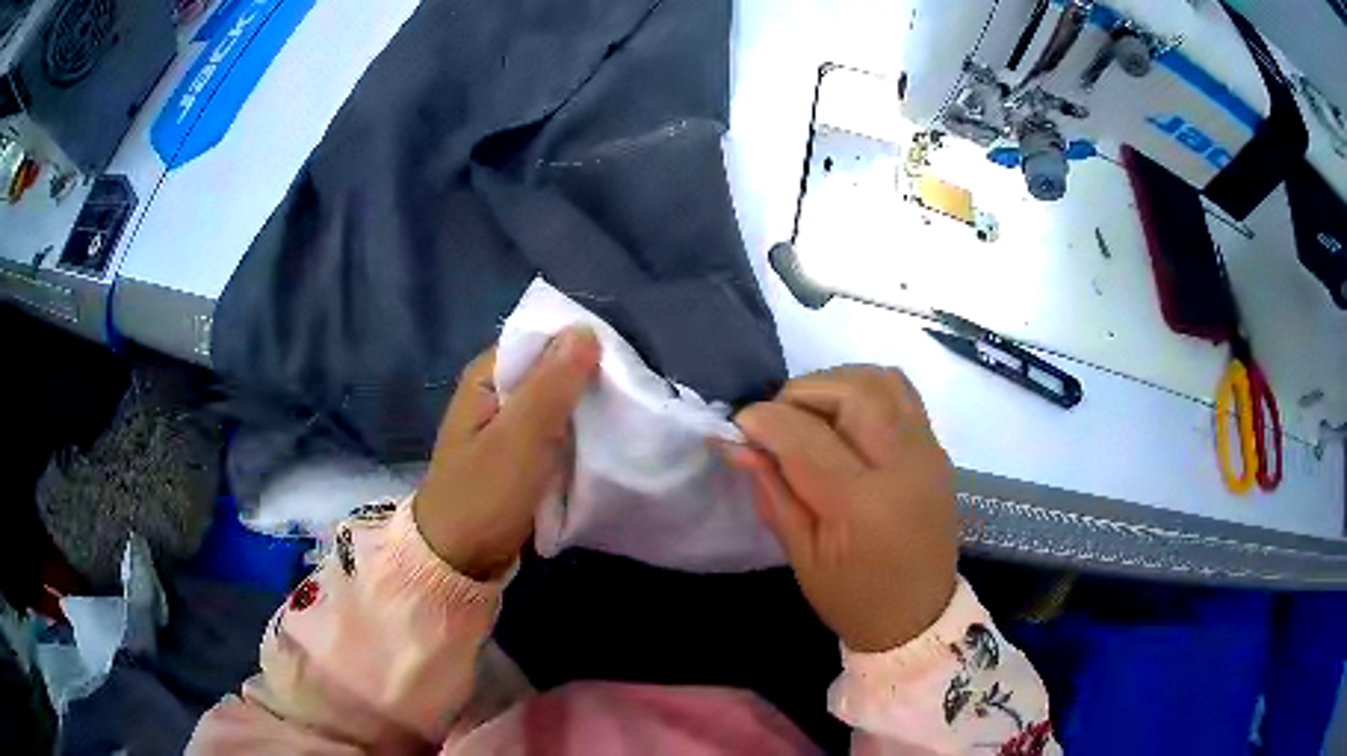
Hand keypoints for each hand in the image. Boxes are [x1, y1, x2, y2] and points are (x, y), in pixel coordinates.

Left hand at [414, 327, 600, 580]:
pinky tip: (603, 439)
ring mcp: (507, 426)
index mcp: (486, 377)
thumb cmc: (485, 494)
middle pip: (550, 370)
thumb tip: (585, 329)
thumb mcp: (521, 436)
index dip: (579, 345)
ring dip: (585, 409)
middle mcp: (496, 393)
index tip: (620, 364)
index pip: (539, 340)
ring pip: (556, 403)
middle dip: (587, 380)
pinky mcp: (520, 454)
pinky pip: (555, 431)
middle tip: (629, 394)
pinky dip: (577, 433)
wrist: (461, 558)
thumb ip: (552, 383)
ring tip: (624, 415)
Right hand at [725, 366, 957, 652]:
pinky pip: (902, 393)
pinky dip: (866, 390)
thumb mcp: (802, 556)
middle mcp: (903, 464)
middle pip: (850, 391)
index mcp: (863, 504)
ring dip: (835, 384)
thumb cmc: (853, 599)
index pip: (805, 436)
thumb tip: (735, 442)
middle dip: (799, 394)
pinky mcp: (936, 448)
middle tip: (777, 423)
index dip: (763, 421)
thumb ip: (771, 491)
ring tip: (811, 416)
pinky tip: (846, 418)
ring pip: (880, 380)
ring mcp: (927, 451)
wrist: (919, 616)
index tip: (739, 427)